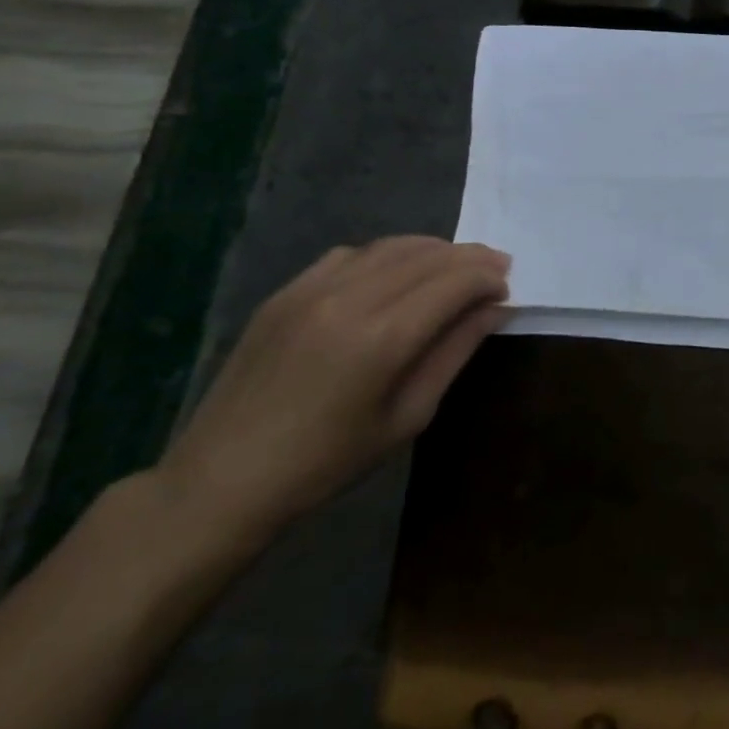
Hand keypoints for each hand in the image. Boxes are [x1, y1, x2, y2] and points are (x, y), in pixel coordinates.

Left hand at [156, 237, 511, 546]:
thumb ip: (454, 352)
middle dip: (471, 258)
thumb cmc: (326, 463)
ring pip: (391, 246)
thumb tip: (494, 309)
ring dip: (434, 251)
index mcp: (382, 338)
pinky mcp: (285, 293)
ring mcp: (310, 290)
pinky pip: (350, 254)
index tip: (507, 290)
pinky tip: (396, 275)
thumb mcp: (407, 417)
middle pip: (429, 256)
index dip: (489, 278)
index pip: (456, 281)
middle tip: (497, 270)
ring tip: (455, 267)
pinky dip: (387, 255)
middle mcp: (349, 299)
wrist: (220, 481)